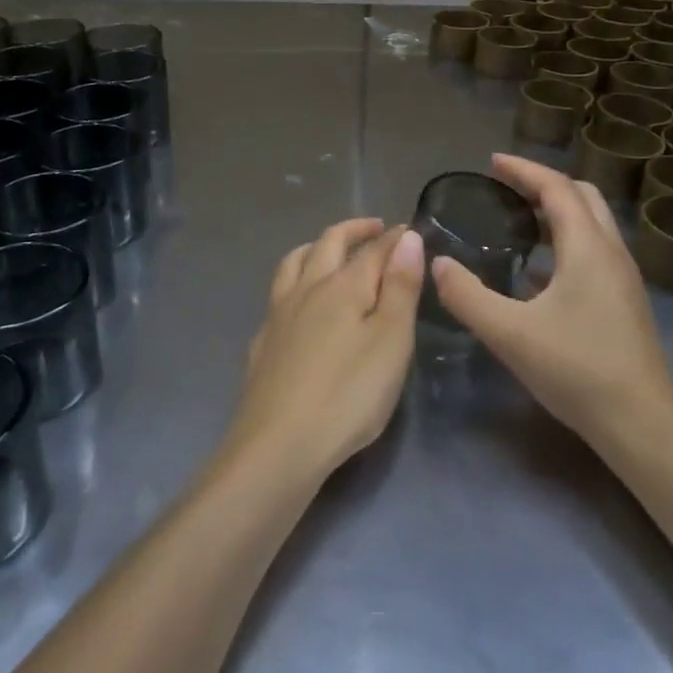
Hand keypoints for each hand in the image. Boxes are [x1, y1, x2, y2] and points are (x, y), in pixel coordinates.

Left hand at [228, 218, 424, 481]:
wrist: (278, 444)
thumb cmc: (348, 394)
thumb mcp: (391, 341)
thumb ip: (400, 287)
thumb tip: (405, 236)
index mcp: (343, 286)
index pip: (373, 249)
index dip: (393, 237)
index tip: (410, 230)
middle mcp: (307, 288)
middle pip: (328, 243)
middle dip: (353, 230)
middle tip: (374, 228)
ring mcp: (279, 314)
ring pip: (294, 262)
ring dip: (316, 247)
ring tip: (330, 249)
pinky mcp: (263, 341)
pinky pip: (279, 293)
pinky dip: (295, 282)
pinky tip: (299, 303)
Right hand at [432, 154, 672, 451]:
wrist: (641, 426)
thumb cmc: (577, 370)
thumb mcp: (509, 334)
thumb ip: (467, 295)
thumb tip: (437, 263)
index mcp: (588, 248)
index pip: (556, 188)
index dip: (523, 170)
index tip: (492, 162)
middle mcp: (612, 253)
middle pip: (582, 196)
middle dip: (543, 184)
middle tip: (506, 188)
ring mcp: (623, 278)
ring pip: (593, 224)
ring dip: (558, 211)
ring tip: (518, 221)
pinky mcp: (625, 301)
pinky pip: (594, 250)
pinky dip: (566, 241)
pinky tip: (537, 273)